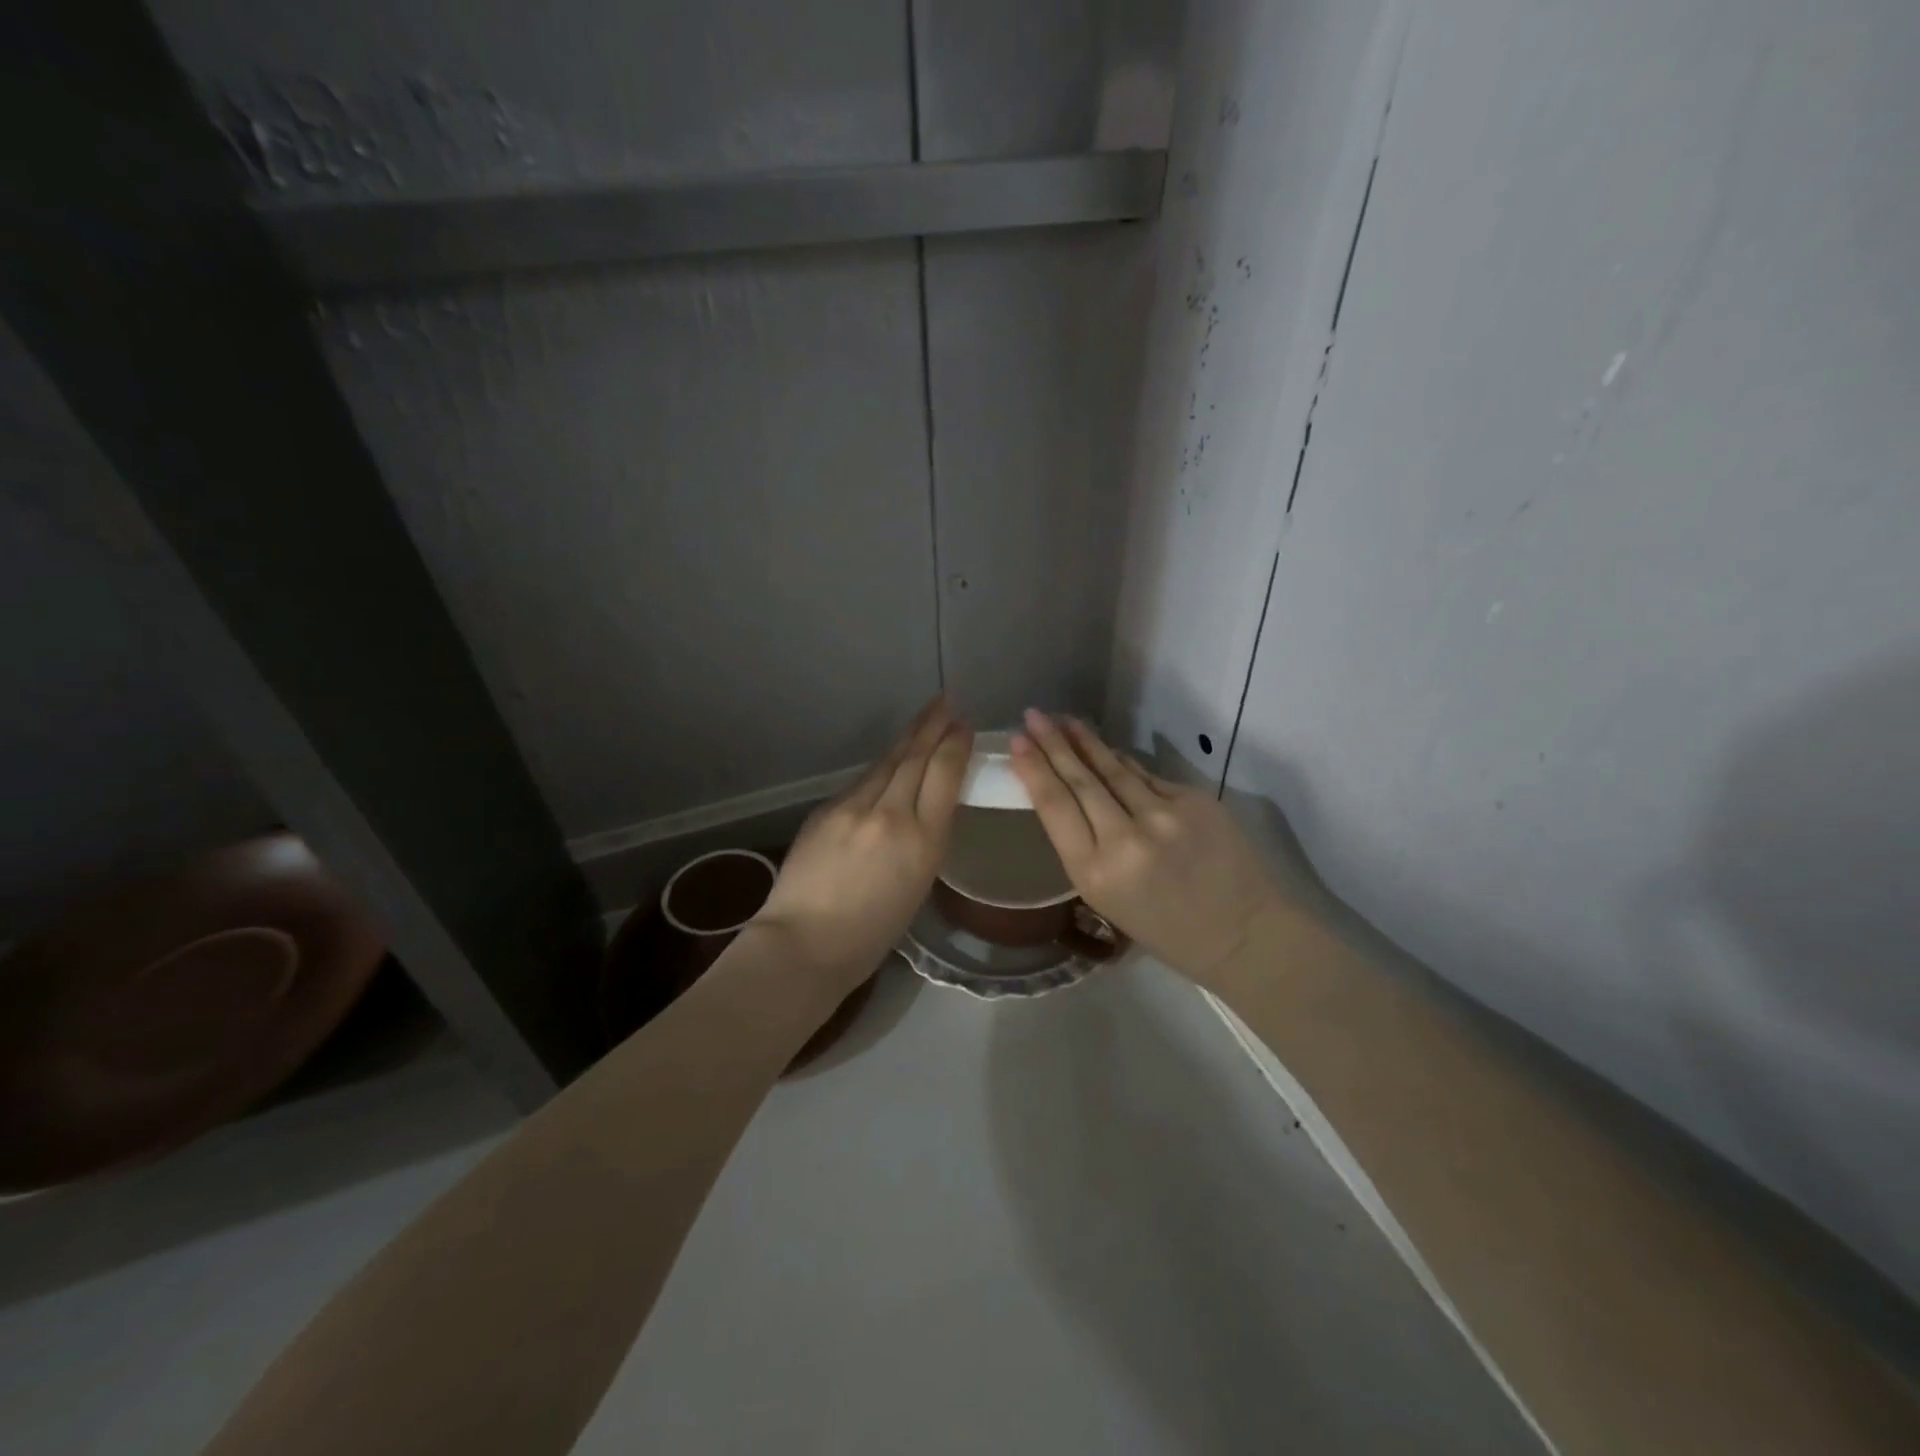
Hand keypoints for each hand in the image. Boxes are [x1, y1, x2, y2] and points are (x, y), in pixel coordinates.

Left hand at [752, 698, 972, 999]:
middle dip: (933, 726)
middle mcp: (890, 814)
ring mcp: (853, 808)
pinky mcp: (826, 809)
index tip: (963, 725)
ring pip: (887, 763)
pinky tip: (888, 763)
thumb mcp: (918, 886)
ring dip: (908, 738)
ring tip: (924, 719)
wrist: (804, 943)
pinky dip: (881, 769)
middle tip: (946, 702)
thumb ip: (924, 840)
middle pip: (915, 757)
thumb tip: (923, 808)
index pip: (944, 775)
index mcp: (923, 841)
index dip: (955, 744)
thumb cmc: (871, 934)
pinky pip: (862, 782)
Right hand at [1010, 710, 1285, 984]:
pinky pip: (1146, 776)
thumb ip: (1084, 846)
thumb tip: (1068, 793)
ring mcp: (1164, 816)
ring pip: (1113, 769)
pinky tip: (1106, 750)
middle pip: (1080, 780)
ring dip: (1085, 742)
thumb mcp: (1105, 897)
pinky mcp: (1194, 800)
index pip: (1055, 807)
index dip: (1034, 770)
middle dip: (1052, 745)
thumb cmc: (1163, 928)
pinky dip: (1123, 763)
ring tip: (1064, 720)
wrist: (1241, 933)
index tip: (1016, 743)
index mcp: (1095, 873)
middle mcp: (1125, 840)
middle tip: (1032, 716)